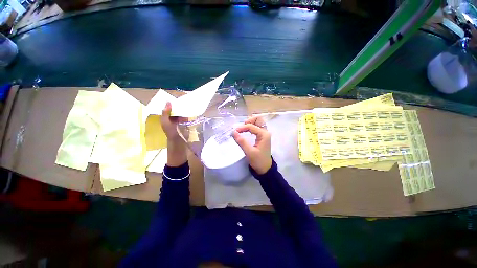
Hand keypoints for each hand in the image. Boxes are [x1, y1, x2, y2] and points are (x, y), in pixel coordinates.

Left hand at [161, 102, 186, 166]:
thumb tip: (168, 102)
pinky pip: (186, 117)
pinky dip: (188, 114)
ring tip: (189, 103)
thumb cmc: (171, 134)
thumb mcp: (166, 123)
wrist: (179, 144)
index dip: (171, 103)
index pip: (168, 108)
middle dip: (179, 105)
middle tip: (185, 99)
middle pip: (175, 110)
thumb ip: (165, 113)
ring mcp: (179, 122)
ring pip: (181, 113)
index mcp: (166, 118)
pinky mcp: (185, 124)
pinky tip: (192, 111)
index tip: (177, 98)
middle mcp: (172, 119)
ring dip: (184, 109)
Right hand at [232, 116, 271, 174]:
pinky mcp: (262, 136)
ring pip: (258, 122)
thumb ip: (241, 141)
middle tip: (242, 126)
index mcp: (264, 135)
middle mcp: (265, 132)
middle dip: (249, 120)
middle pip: (258, 119)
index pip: (251, 126)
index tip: (234, 132)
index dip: (242, 127)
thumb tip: (233, 132)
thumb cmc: (258, 161)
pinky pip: (258, 127)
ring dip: (251, 122)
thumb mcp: (249, 152)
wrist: (265, 168)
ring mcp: (265, 134)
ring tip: (243, 127)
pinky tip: (247, 130)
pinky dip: (252, 126)